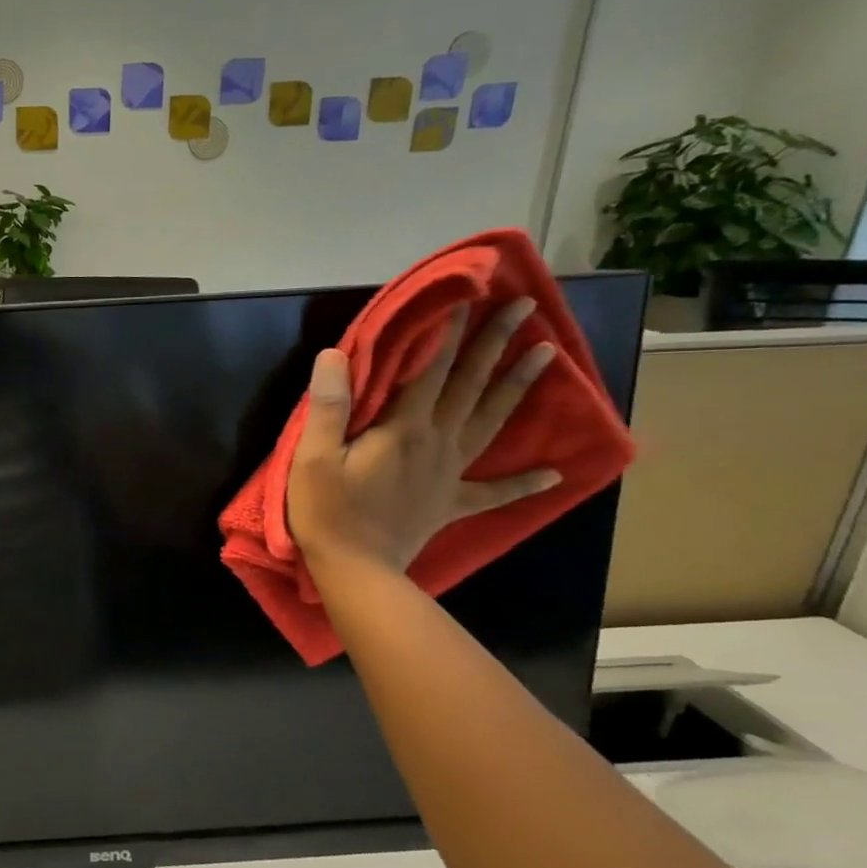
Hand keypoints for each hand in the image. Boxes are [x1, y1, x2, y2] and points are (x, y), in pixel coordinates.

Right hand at [286, 298, 559, 573]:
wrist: (357, 569)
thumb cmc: (327, 510)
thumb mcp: (313, 456)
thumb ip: (330, 405)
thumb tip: (335, 354)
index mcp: (404, 429)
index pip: (431, 370)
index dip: (448, 333)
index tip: (469, 298)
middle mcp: (437, 443)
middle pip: (471, 386)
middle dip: (496, 345)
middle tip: (525, 308)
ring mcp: (450, 474)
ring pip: (491, 422)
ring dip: (518, 388)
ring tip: (546, 356)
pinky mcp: (451, 503)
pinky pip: (493, 492)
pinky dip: (523, 482)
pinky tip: (553, 472)